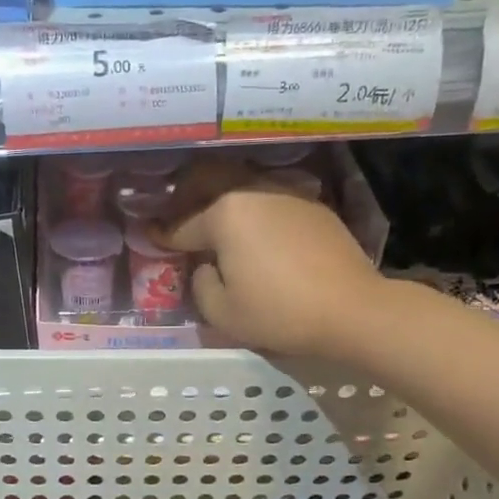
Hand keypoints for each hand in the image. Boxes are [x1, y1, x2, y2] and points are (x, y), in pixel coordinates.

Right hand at [159, 158, 385, 358]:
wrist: (352, 309)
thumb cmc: (279, 312)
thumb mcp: (222, 312)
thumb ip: (201, 285)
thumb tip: (206, 268)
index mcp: (225, 214)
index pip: (182, 225)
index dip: (161, 235)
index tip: (147, 234)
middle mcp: (253, 192)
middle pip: (210, 186)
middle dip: (187, 197)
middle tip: (177, 215)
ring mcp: (287, 195)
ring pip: (243, 191)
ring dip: (224, 203)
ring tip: (215, 223)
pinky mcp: (314, 207)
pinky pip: (272, 203)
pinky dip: (256, 214)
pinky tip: (257, 233)